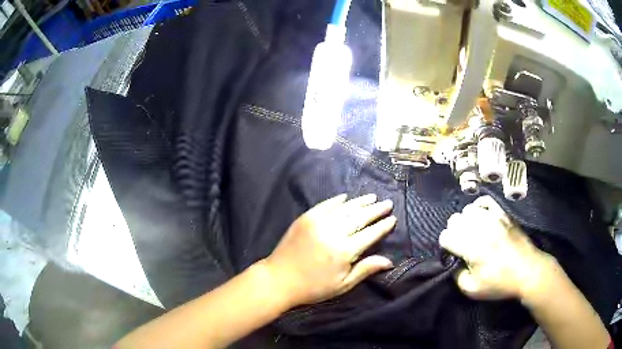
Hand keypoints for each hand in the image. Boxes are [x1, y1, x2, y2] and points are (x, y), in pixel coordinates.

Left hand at [264, 194, 395, 306]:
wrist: (279, 279)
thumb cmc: (313, 287)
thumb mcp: (342, 285)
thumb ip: (365, 269)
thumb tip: (389, 261)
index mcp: (344, 250)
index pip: (370, 233)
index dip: (383, 226)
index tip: (392, 219)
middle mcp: (333, 232)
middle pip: (360, 216)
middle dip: (376, 209)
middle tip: (387, 203)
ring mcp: (318, 222)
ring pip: (345, 208)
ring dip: (360, 202)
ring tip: (372, 197)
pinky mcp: (305, 217)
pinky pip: (325, 204)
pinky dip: (338, 200)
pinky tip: (346, 197)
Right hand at [439, 196, 555, 299]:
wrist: (528, 271)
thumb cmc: (500, 283)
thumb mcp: (473, 290)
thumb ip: (457, 276)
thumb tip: (453, 262)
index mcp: (471, 247)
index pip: (446, 236)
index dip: (445, 246)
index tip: (452, 254)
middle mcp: (480, 228)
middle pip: (454, 220)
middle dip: (454, 232)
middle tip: (461, 245)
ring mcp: (493, 218)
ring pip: (467, 209)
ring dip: (465, 221)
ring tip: (472, 232)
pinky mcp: (503, 214)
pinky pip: (485, 201)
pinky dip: (479, 207)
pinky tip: (480, 217)